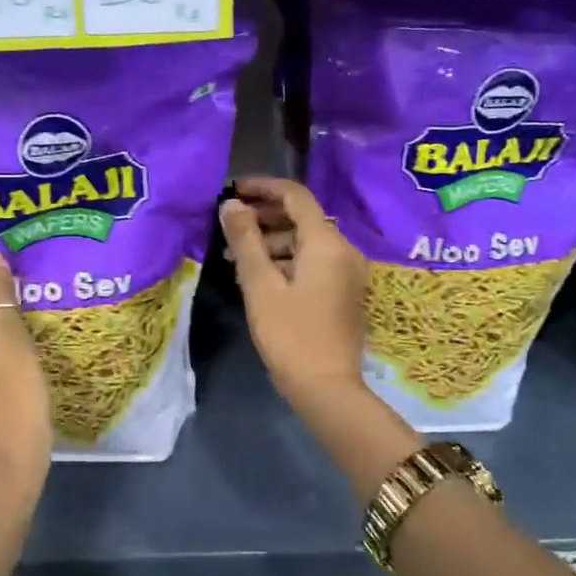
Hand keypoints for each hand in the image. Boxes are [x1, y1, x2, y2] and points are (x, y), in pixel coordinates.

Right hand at [219, 177, 368, 412]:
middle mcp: (343, 250)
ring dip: (271, 241)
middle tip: (228, 226)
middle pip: (302, 218)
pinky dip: (285, 260)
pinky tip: (257, 276)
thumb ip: (245, 240)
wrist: (326, 389)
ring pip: (305, 242)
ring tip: (235, 256)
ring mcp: (347, 273)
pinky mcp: (343, 292)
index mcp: (326, 243)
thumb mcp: (260, 285)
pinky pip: (312, 262)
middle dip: (263, 216)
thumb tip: (231, 205)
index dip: (263, 187)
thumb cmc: (290, 334)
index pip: (295, 196)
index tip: (232, 190)